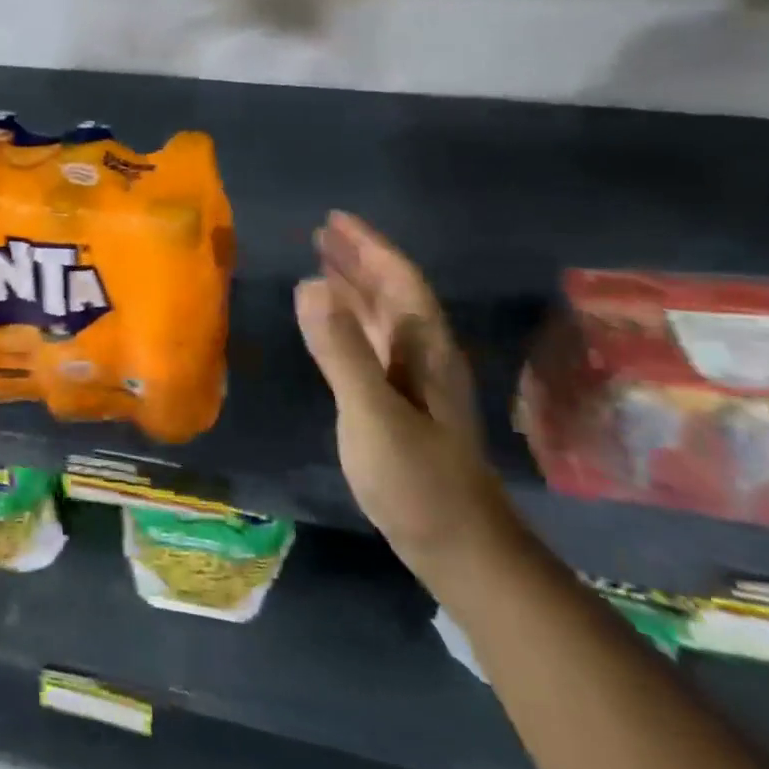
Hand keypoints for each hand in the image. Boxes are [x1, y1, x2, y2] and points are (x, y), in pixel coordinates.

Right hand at [295, 212, 516, 578]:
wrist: (458, 549)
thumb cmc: (417, 479)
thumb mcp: (372, 411)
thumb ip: (341, 348)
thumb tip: (310, 283)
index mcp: (424, 349)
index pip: (398, 281)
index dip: (369, 247)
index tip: (335, 219)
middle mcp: (422, 356)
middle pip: (391, 294)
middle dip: (359, 260)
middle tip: (322, 233)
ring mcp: (412, 383)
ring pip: (382, 319)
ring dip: (354, 288)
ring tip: (322, 265)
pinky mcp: (399, 405)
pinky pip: (371, 344)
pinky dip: (349, 322)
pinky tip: (332, 325)